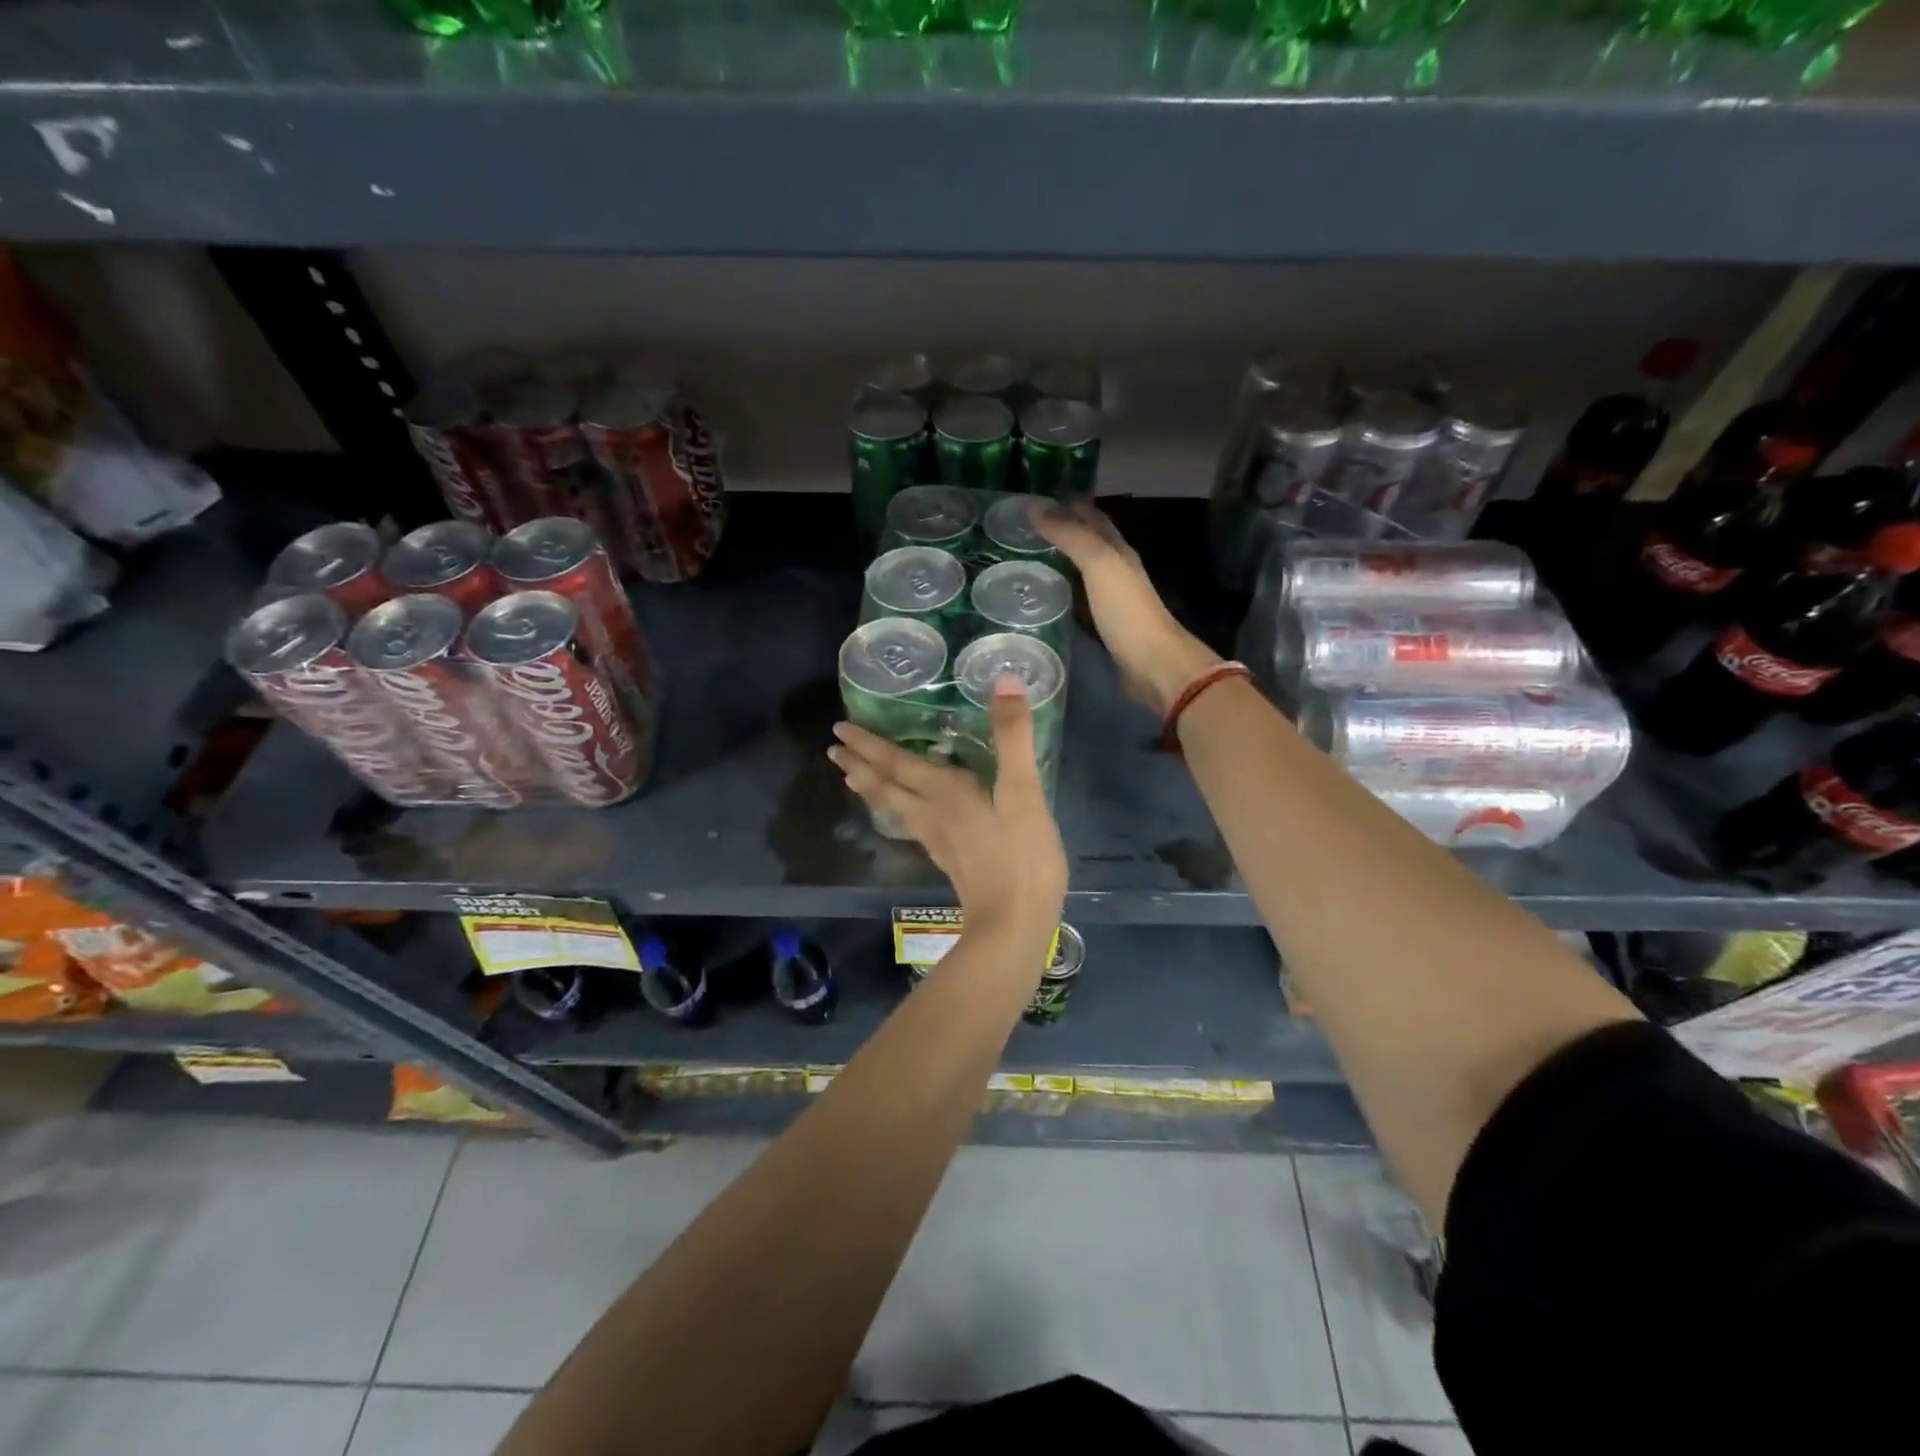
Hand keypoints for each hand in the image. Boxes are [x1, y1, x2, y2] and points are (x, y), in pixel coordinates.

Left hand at [829, 677, 1066, 931]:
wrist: (1014, 924)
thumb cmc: (1021, 855)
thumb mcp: (1024, 791)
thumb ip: (1012, 736)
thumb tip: (1003, 680)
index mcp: (944, 792)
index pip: (896, 762)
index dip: (868, 745)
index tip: (839, 729)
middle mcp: (931, 812)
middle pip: (885, 785)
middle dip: (859, 764)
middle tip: (833, 750)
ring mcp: (936, 838)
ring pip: (893, 807)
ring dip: (870, 788)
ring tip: (851, 778)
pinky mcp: (947, 858)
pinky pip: (909, 823)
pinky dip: (894, 809)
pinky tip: (903, 815)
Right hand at [1034, 499, 1220, 717]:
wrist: (1153, 665)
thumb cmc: (1127, 611)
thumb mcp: (1099, 564)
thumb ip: (1070, 535)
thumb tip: (1033, 506)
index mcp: (1118, 550)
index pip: (1092, 516)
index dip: (1068, 504)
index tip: (1035, 499)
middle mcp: (1117, 569)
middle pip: (1088, 541)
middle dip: (1062, 529)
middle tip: (1024, 528)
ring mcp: (1111, 599)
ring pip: (1082, 569)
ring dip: (1060, 560)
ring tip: (1027, 557)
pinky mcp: (1104, 625)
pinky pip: (1079, 598)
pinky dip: (1062, 590)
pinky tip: (1044, 596)